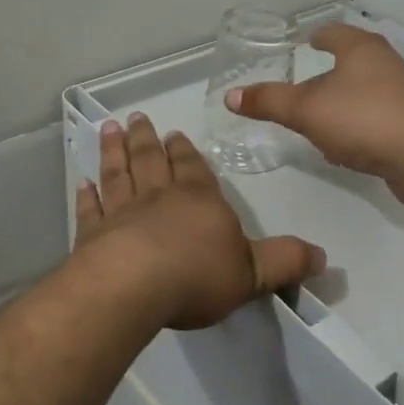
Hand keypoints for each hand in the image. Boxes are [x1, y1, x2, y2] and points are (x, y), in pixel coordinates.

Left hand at [74, 114, 324, 329]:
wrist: (134, 286)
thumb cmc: (197, 275)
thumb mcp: (253, 273)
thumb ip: (284, 261)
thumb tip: (322, 256)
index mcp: (199, 200)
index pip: (194, 169)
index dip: (186, 152)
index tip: (175, 134)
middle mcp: (159, 197)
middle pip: (152, 160)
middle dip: (147, 140)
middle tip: (137, 118)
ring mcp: (122, 212)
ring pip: (119, 173)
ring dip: (114, 152)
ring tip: (109, 130)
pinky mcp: (93, 234)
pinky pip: (90, 208)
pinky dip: (86, 194)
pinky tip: (81, 182)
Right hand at [225, 24, 403, 206]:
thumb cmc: (362, 118)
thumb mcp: (306, 110)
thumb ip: (269, 102)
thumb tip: (230, 96)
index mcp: (361, 49)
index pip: (334, 32)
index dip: (318, 36)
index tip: (304, 42)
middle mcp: (384, 65)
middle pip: (350, 62)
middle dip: (327, 74)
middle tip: (301, 85)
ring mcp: (400, 96)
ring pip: (361, 94)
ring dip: (340, 104)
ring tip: (315, 119)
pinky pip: (372, 121)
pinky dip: (354, 129)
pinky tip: (340, 149)